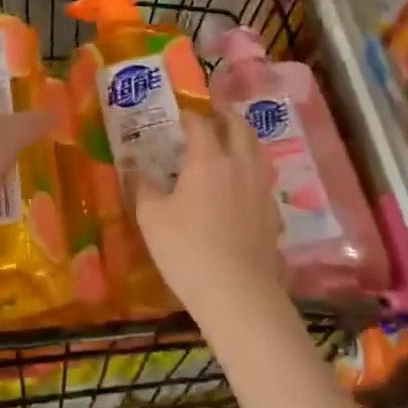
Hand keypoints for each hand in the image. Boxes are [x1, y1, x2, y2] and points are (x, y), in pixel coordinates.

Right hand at [130, 108, 285, 320]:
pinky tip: (242, 183)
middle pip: (239, 128)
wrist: (237, 293)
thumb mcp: (151, 217)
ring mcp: (260, 189)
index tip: (179, 114)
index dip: (189, 115)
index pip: (200, 124)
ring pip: (257, 150)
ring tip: (230, 141)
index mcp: (208, 160)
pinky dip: (252, 168)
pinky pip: (263, 178)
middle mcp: (240, 166)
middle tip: (212, 114)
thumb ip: (143, 188)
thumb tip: (135, 170)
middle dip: (225, 116)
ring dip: (243, 138)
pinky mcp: (272, 213)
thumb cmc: (187, 249)